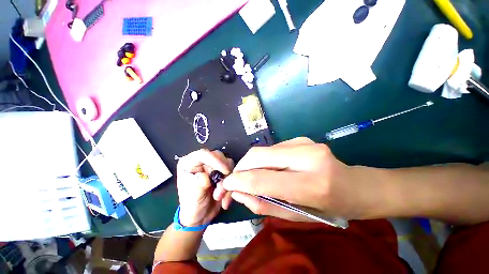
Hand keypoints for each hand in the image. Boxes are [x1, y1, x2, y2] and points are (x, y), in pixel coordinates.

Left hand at [176, 149, 233, 226]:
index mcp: (189, 163)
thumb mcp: (192, 198)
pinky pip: (232, 172)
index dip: (215, 160)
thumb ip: (197, 186)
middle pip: (218, 157)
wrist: (201, 216)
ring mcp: (213, 166)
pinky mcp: (222, 171)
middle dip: (223, 173)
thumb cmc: (192, 206)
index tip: (225, 171)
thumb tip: (204, 177)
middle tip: (220, 190)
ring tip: (219, 196)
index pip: (203, 154)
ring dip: (227, 181)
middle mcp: (202, 162)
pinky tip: (224, 197)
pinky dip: (231, 184)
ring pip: (227, 164)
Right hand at [220, 137, 370, 220]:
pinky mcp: (301, 139)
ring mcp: (304, 143)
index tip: (226, 185)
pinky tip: (268, 168)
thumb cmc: (329, 208)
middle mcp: (307, 156)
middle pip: (258, 155)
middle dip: (241, 167)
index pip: (263, 178)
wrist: (355, 186)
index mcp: (312, 184)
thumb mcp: (296, 216)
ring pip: (263, 150)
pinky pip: (271, 149)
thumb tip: (239, 192)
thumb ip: (264, 204)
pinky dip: (263, 160)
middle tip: (234, 180)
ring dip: (251, 164)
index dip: (239, 180)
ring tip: (250, 176)